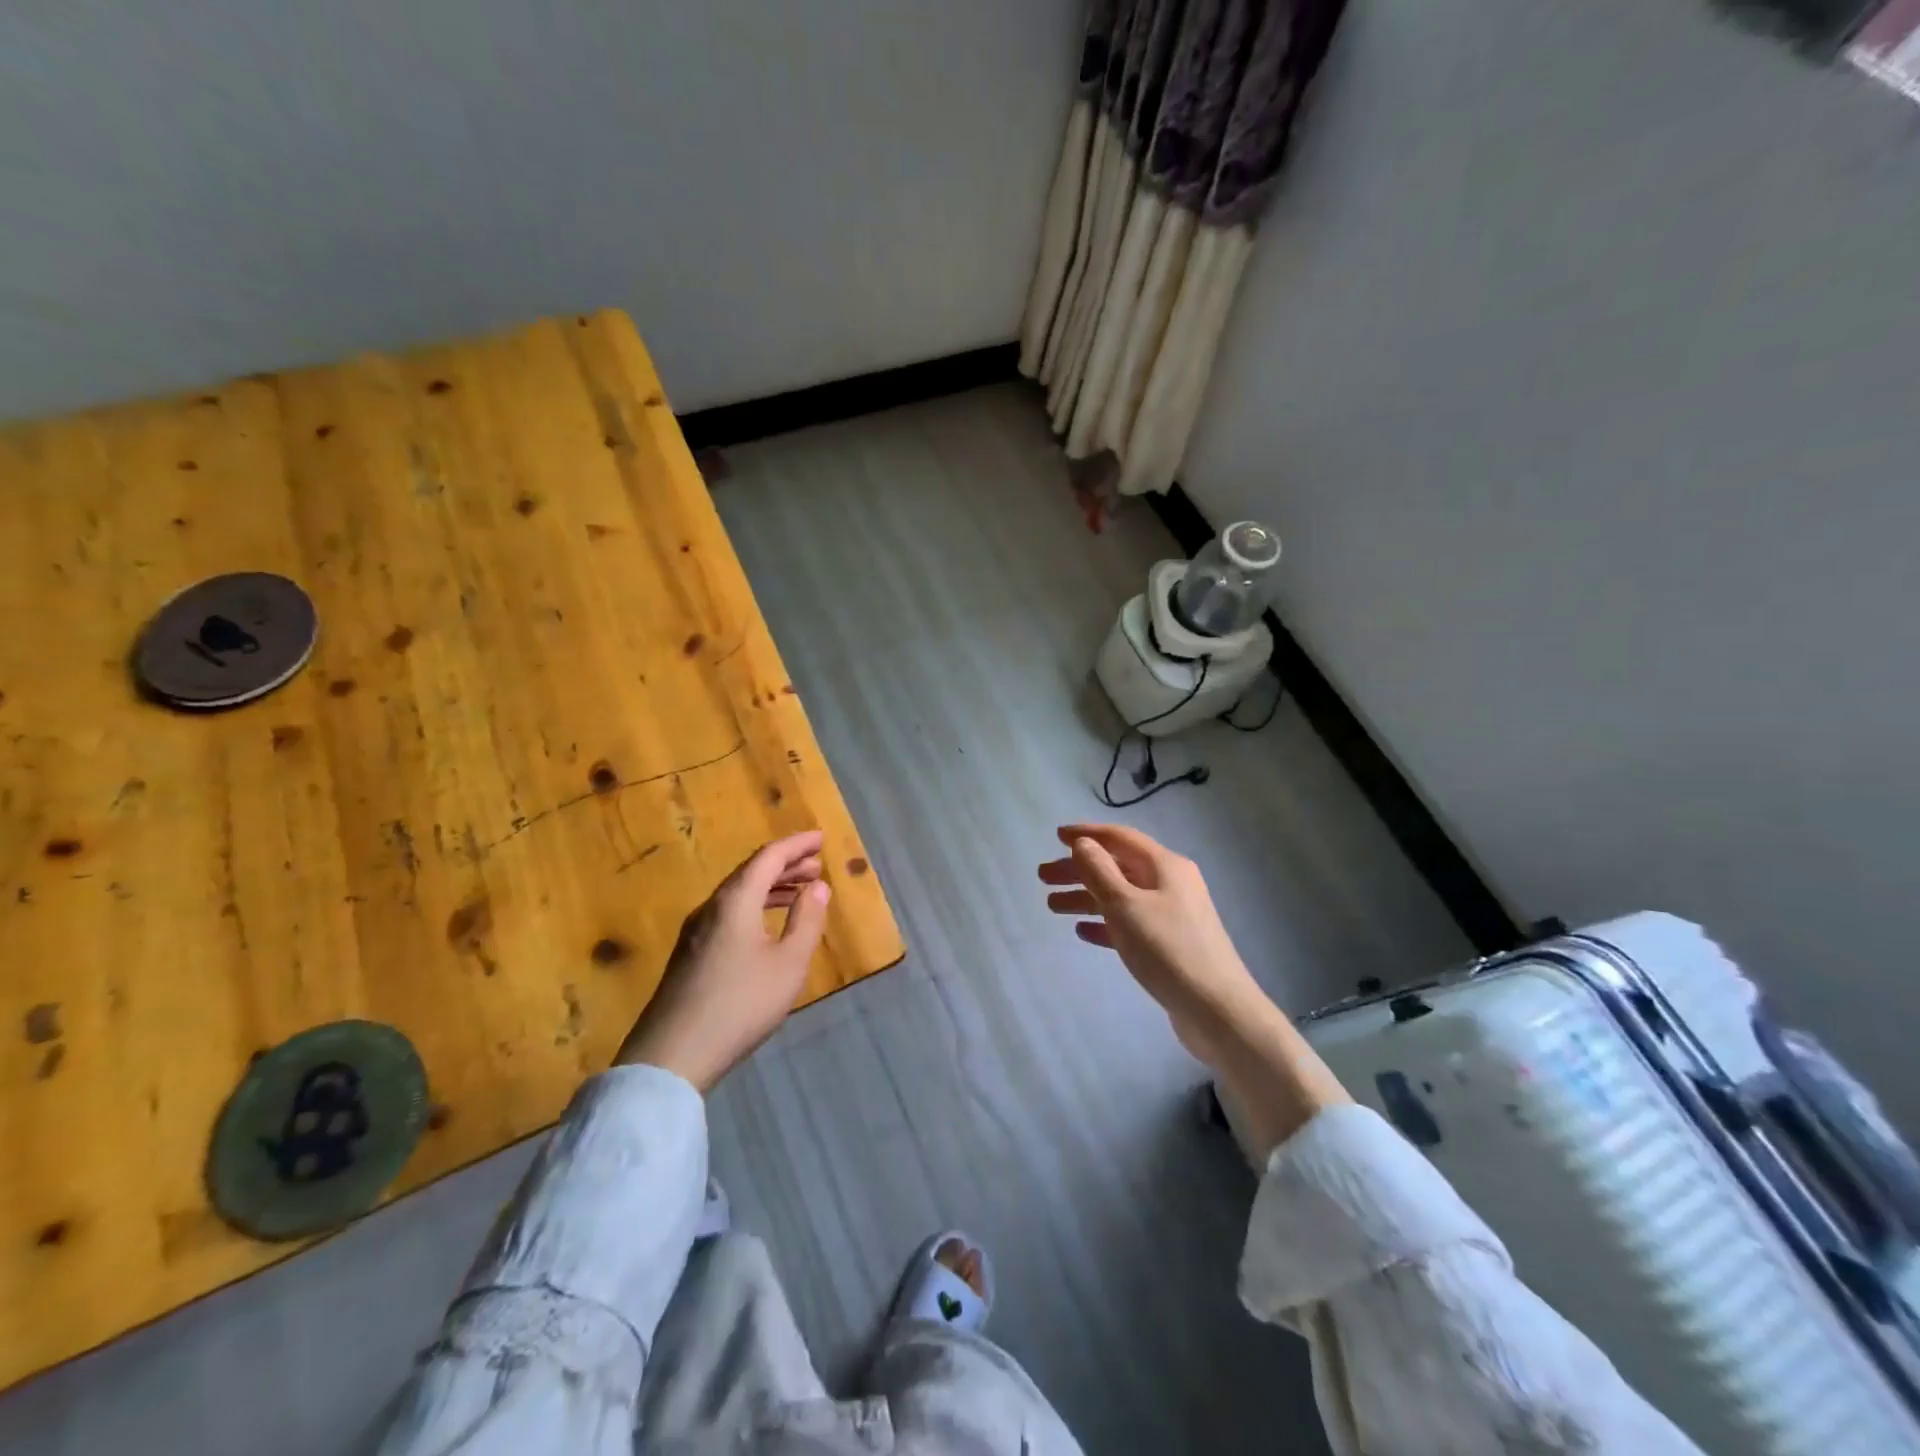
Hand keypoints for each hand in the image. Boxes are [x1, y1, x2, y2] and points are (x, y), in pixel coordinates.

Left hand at [614, 831, 831, 1091]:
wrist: (671, 1056)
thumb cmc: (740, 1004)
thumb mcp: (788, 964)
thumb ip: (807, 921)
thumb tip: (818, 886)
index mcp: (735, 900)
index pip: (769, 857)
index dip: (797, 845)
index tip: (821, 838)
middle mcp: (712, 907)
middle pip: (751, 872)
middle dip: (786, 865)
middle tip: (816, 865)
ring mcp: (695, 932)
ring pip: (738, 894)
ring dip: (771, 887)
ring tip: (800, 893)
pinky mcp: (689, 955)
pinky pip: (728, 913)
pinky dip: (755, 906)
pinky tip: (767, 926)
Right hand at [1038, 823, 1262, 1066]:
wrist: (1216, 1010)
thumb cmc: (1167, 949)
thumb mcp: (1125, 906)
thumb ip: (1100, 871)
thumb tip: (1084, 843)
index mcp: (1164, 866)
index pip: (1120, 838)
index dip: (1087, 835)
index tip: (1056, 836)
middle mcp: (1171, 883)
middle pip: (1117, 867)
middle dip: (1079, 869)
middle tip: (1043, 877)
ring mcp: (1173, 914)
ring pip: (1121, 896)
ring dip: (1086, 897)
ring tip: (1052, 906)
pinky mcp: (1170, 944)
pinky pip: (1130, 923)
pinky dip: (1105, 923)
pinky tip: (1083, 931)